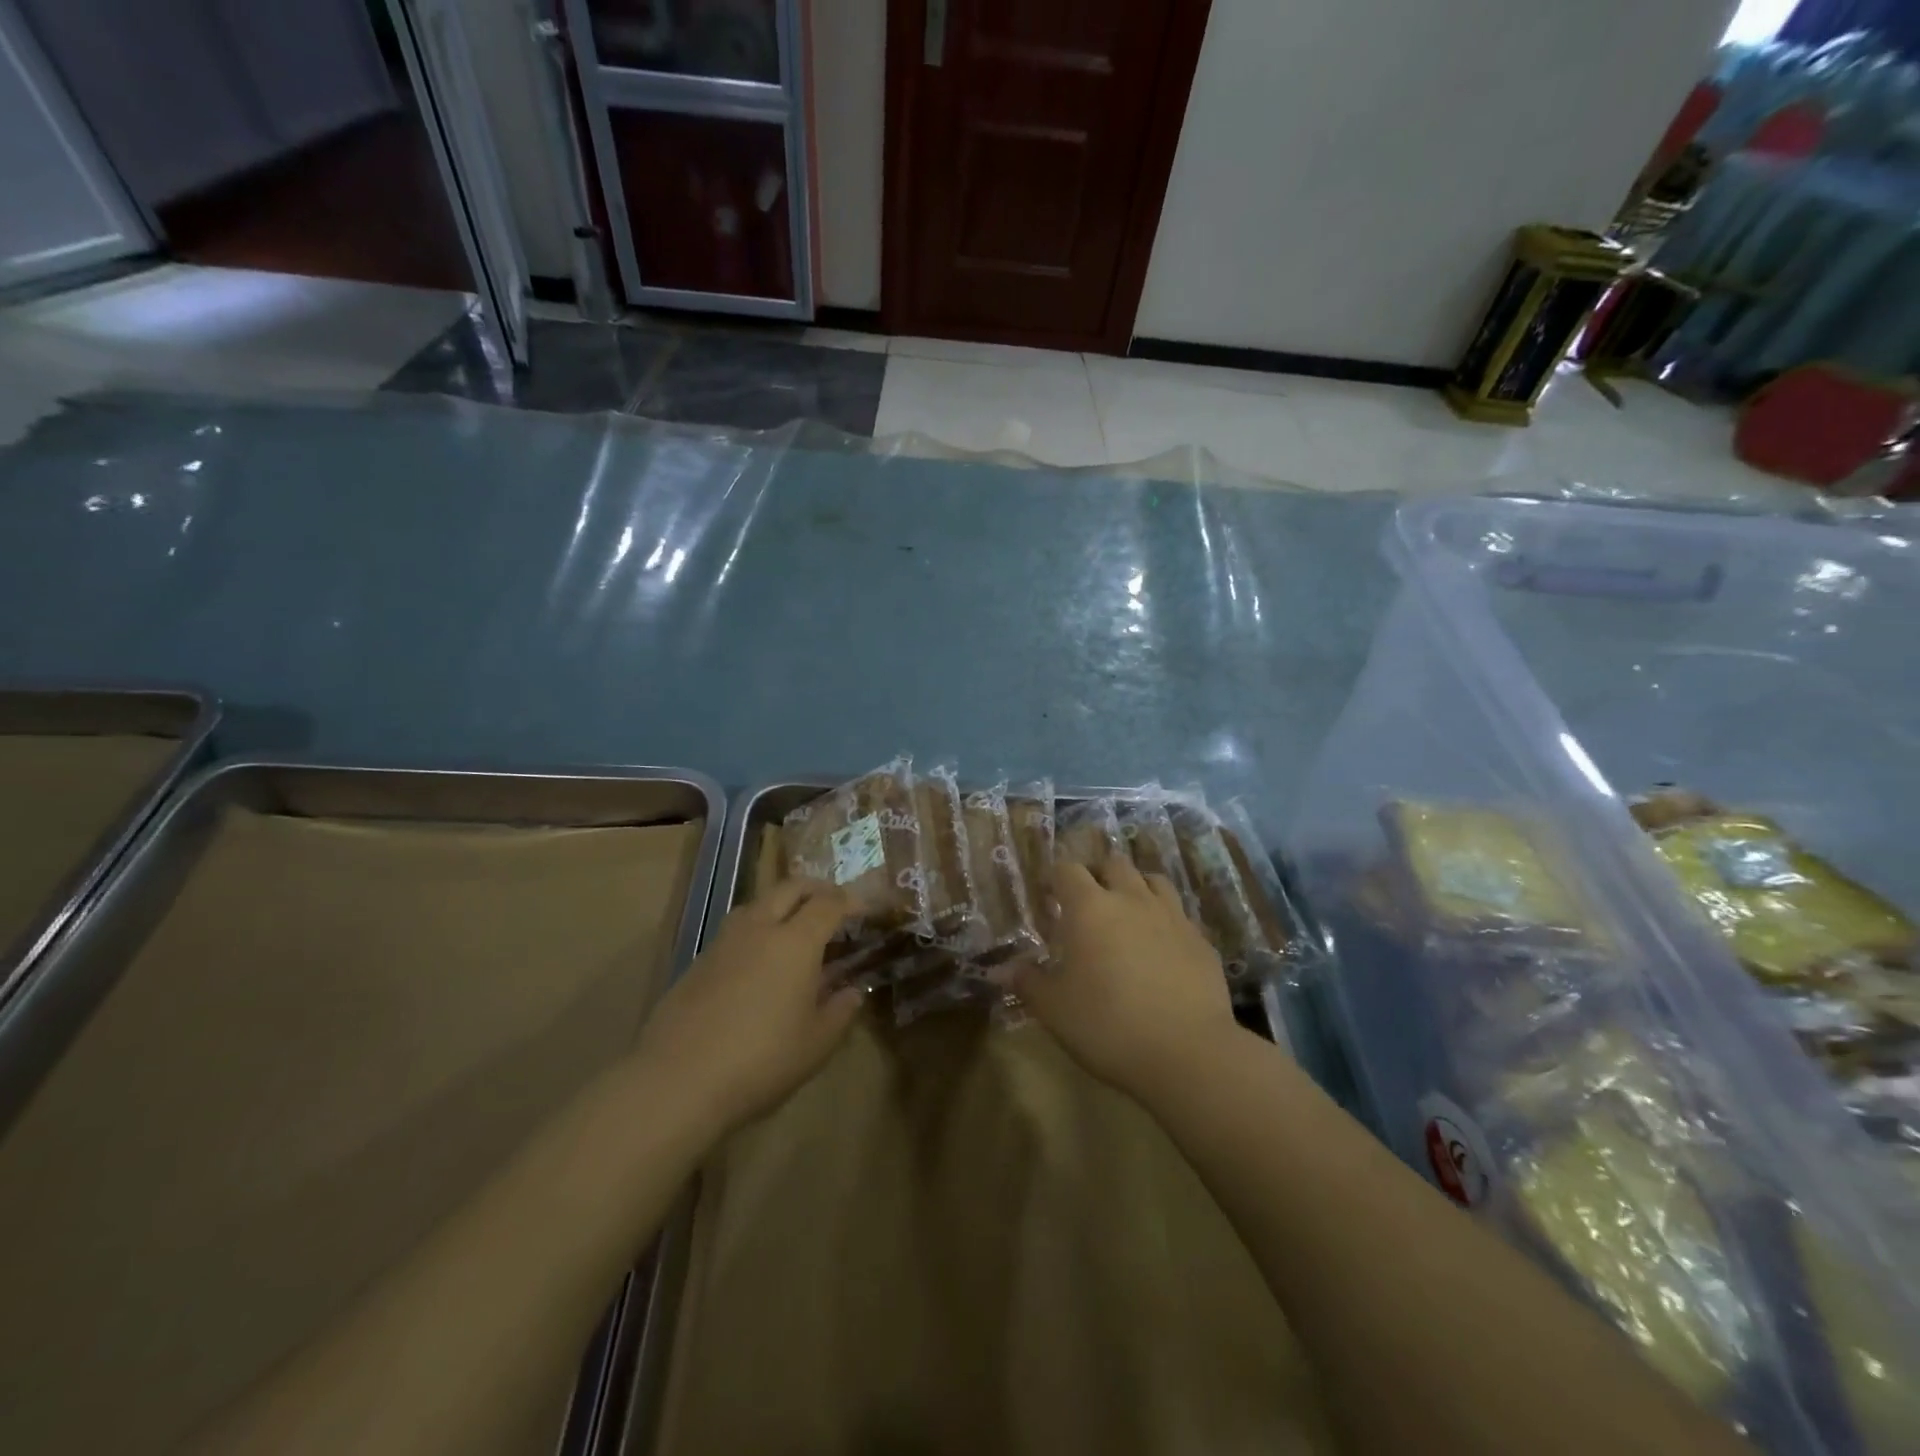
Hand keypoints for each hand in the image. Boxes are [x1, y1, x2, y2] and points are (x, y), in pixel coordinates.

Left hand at [634, 879, 864, 1134]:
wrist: (677, 1081)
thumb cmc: (761, 1061)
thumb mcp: (816, 1044)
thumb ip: (840, 1011)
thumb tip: (853, 991)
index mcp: (796, 941)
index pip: (829, 903)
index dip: (850, 901)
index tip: (865, 911)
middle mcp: (760, 928)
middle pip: (791, 888)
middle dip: (816, 890)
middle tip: (833, 906)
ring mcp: (724, 941)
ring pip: (759, 903)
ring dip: (783, 904)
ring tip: (795, 929)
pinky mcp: (698, 961)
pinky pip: (736, 929)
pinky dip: (757, 929)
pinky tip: (759, 961)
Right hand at [1008, 856, 1236, 1100]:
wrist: (1188, 1052)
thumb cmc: (1108, 1025)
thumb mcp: (1054, 1009)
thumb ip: (1028, 982)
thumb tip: (1003, 969)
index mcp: (1089, 908)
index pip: (1067, 870)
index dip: (1055, 877)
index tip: (1047, 896)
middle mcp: (1131, 899)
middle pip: (1113, 863)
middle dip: (1097, 874)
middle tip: (1086, 902)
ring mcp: (1171, 916)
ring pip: (1152, 879)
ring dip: (1135, 887)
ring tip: (1126, 913)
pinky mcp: (1201, 939)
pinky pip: (1178, 913)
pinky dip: (1164, 918)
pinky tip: (1160, 946)